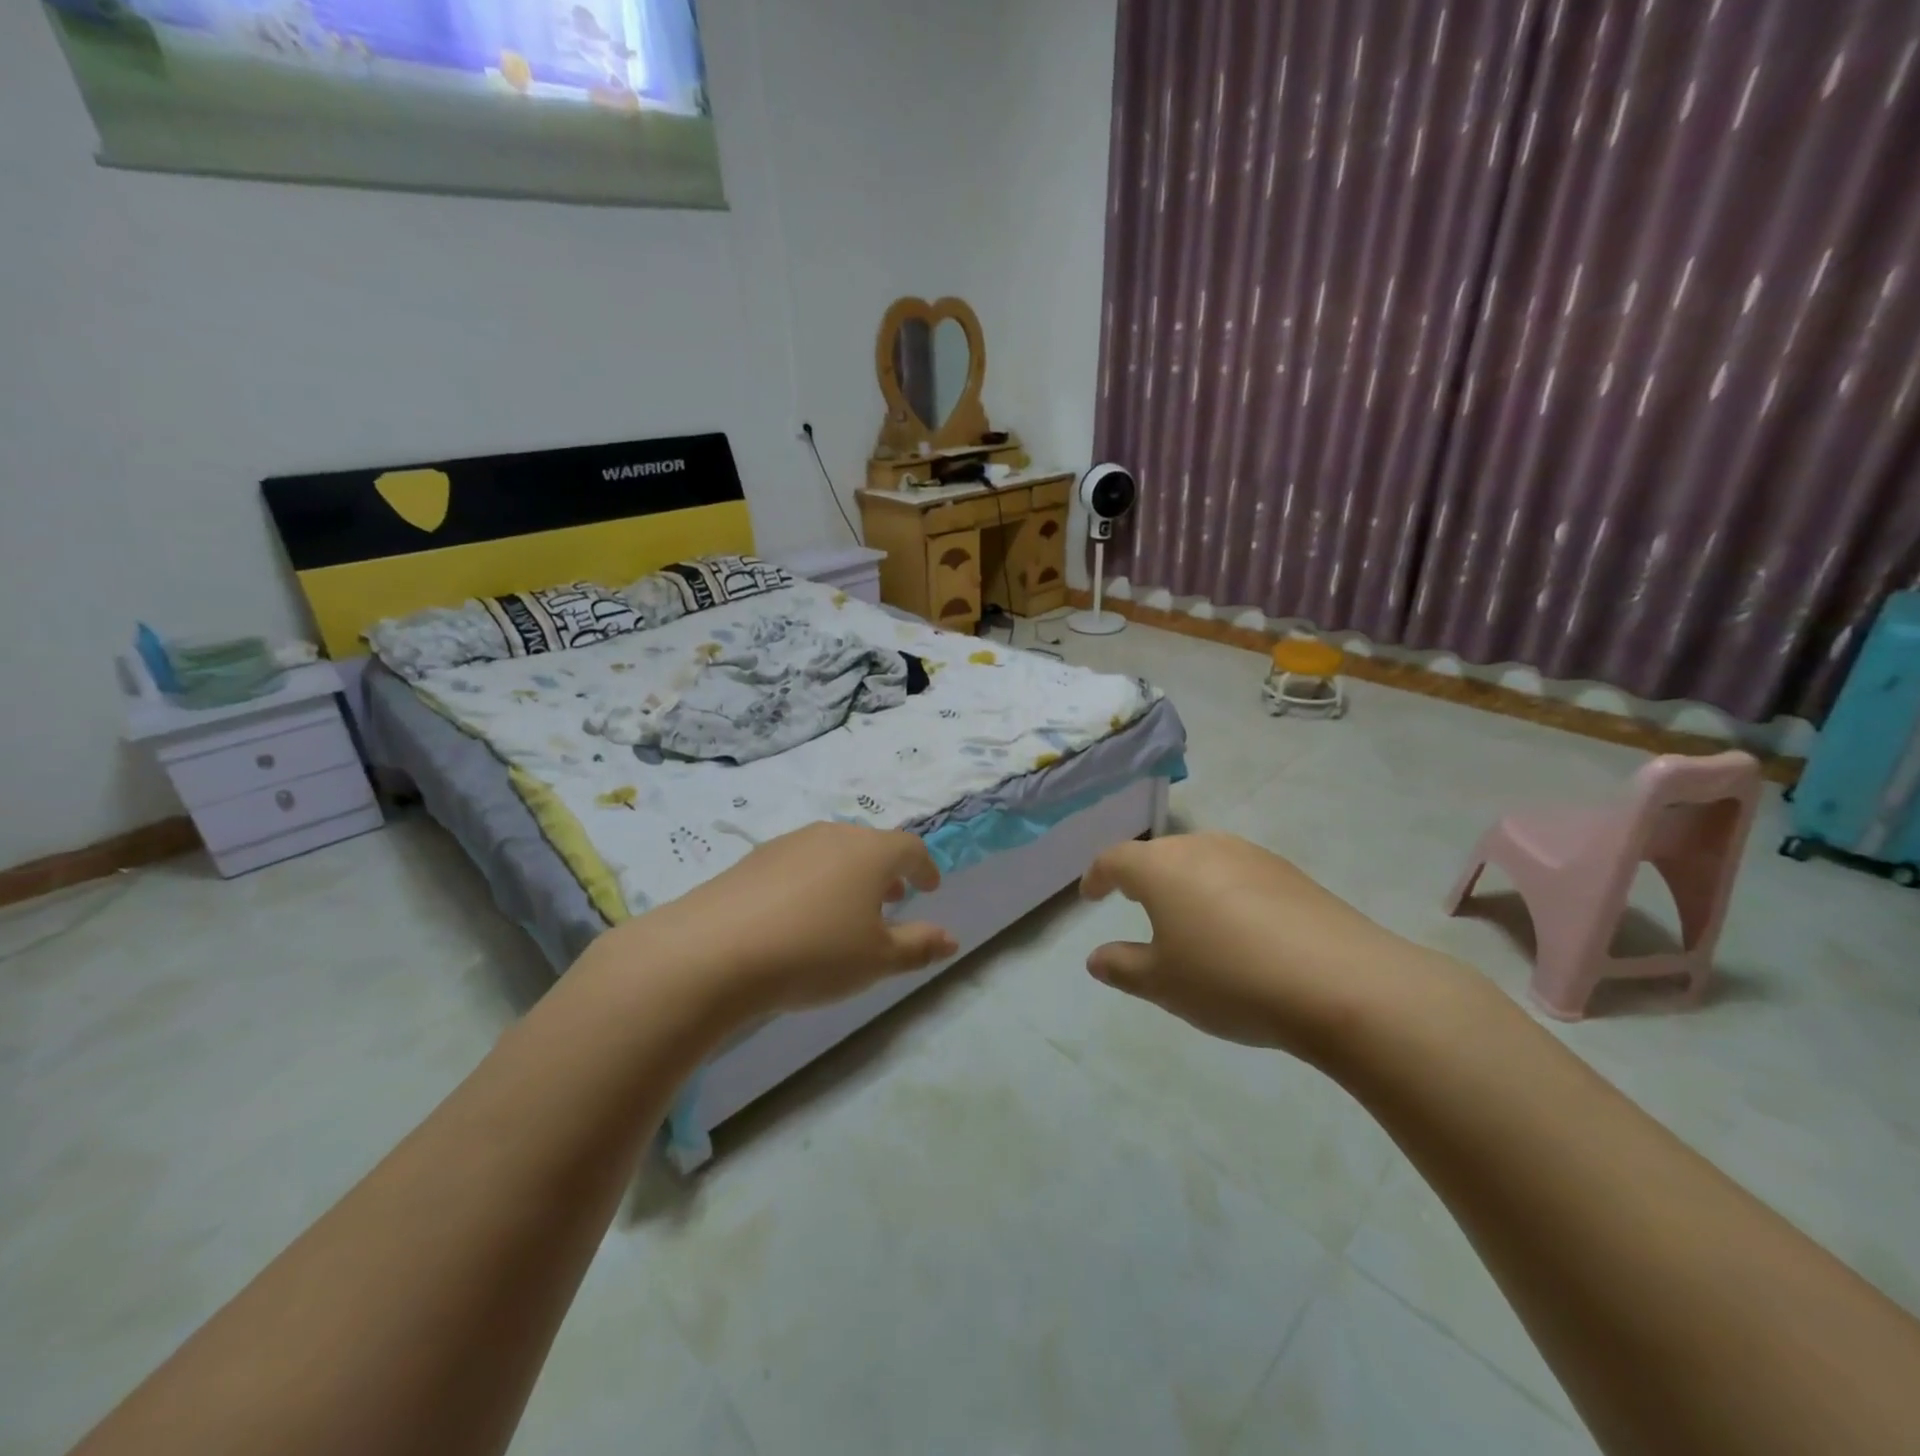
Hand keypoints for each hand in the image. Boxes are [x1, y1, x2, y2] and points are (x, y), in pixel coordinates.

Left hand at [609, 823, 958, 1023]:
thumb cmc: (814, 952)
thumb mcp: (877, 960)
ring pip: (833, 851)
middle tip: (892, 898)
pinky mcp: (753, 859)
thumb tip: (951, 939)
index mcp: (870, 852)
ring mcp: (789, 843)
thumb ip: (918, 946)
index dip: (925, 867)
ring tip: (847, 909)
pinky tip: (800, 914)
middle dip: (887, 871)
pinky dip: (814, 880)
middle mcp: (832, 835)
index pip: (910, 848)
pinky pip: (799, 863)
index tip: (929, 888)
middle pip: (870, 845)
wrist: (714, 951)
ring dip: (849, 875)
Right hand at [1080, 832, 1446, 1058]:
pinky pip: (1238, 873)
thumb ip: (1123, 967)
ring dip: (1185, 882)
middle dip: (1142, 876)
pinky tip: (1240, 929)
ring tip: (1187, 917)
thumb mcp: (1163, 984)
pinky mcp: (1289, 872)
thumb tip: (1096, 958)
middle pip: (1160, 854)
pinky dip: (1224, 892)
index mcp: (1161, 867)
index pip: (1115, 859)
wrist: (1341, 983)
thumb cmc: (1230, 979)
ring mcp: (1250, 855)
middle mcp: (1202, 847)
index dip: (1097, 876)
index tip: (1090, 894)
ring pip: (1201, 859)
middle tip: (1136, 903)